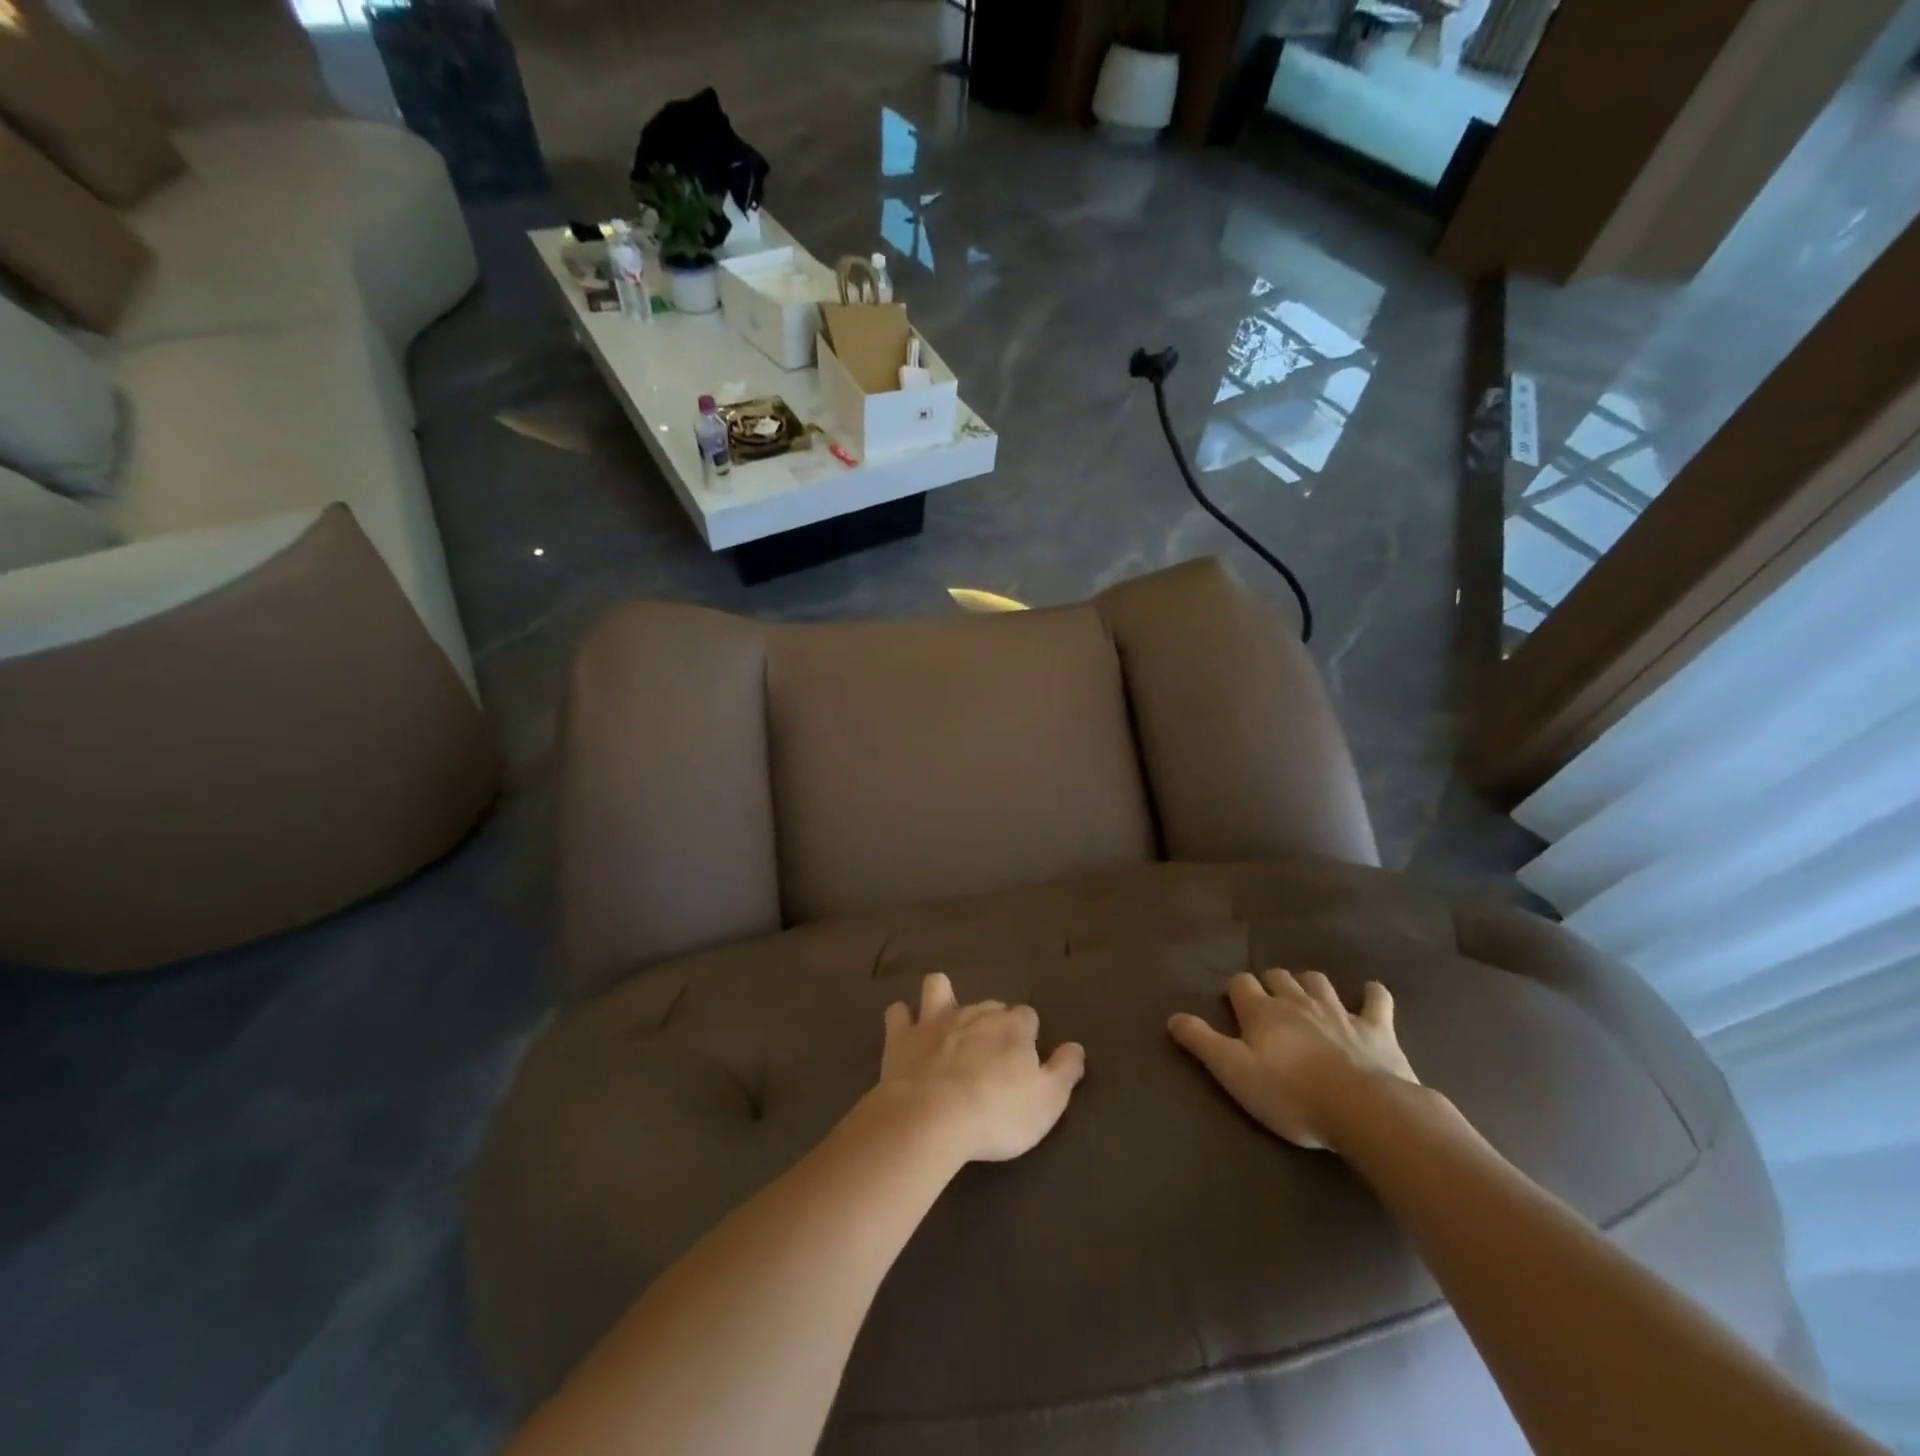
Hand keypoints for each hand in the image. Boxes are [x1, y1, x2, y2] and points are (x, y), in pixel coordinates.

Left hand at [872, 973, 1085, 1163]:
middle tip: (990, 1054)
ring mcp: (935, 1020)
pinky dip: (902, 1019)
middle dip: (992, 1022)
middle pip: (989, 1006)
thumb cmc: (998, 1112)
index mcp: (1013, 1027)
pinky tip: (904, 1030)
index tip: (1026, 1059)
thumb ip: (1065, 1070)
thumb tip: (1076, 1047)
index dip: (1028, 1036)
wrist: (933, 1117)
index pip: (1028, 1017)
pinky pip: (898, 1013)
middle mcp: (976, 1013)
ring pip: (939, 989)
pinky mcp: (902, 1036)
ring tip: (944, 1020)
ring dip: (942, 998)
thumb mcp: (1048, 1101)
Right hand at [1169, 970, 1418, 1150]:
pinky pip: (1376, 999)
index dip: (1236, 990)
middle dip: (1271, 983)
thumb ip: (1202, 1042)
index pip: (1241, 984)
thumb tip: (1173, 1017)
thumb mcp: (1233, 1072)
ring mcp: (1339, 1011)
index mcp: (1262, 1011)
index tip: (1233, 1003)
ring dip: (1310, 984)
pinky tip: (1371, 993)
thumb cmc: (1290, 1093)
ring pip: (1318, 981)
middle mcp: (1297, 1001)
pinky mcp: (1376, 1028)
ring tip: (1306, 996)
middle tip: (1268, 1003)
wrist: (1362, 1109)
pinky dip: (1372, 994)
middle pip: (1279, 976)